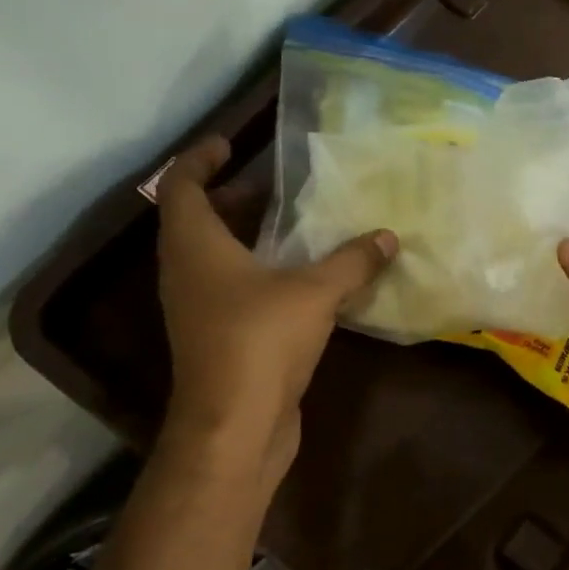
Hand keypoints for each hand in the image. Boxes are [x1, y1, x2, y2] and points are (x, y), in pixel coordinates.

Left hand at [156, 136, 395, 492]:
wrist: (235, 426)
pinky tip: (304, 278)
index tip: (231, 143)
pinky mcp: (219, 337)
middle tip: (277, 185)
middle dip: (235, 197)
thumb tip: (387, 237)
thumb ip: (352, 262)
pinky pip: (235, 289)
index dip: (200, 159)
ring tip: (296, 225)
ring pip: (218, 257)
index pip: (181, 186)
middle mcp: (187, 272)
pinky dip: (262, 272)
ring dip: (250, 237)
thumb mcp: (315, 293)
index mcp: (196, 246)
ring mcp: (200, 308)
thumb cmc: (260, 342)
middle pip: (200, 220)